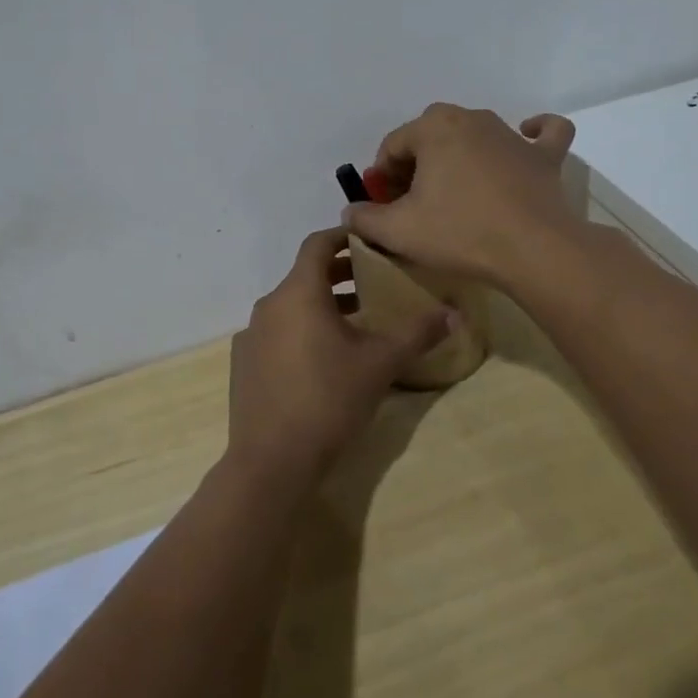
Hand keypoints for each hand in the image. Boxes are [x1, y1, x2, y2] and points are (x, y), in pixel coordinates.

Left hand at [226, 228, 450, 493]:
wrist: (272, 460)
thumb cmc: (329, 399)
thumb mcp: (381, 364)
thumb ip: (417, 334)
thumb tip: (454, 314)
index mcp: (298, 292)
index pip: (318, 244)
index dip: (343, 236)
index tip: (368, 240)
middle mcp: (269, 304)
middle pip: (305, 275)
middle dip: (339, 275)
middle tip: (373, 282)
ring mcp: (251, 334)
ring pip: (291, 305)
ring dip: (322, 305)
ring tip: (356, 324)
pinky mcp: (243, 362)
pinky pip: (277, 332)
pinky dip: (300, 331)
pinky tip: (322, 360)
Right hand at [343, 104, 578, 285]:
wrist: (532, 249)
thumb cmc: (459, 232)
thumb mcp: (398, 231)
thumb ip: (364, 218)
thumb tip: (351, 212)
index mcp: (433, 127)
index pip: (393, 146)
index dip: (382, 178)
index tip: (384, 207)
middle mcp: (471, 118)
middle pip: (430, 135)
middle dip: (417, 163)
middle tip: (414, 202)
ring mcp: (511, 134)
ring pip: (476, 134)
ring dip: (459, 155)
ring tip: (455, 192)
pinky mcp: (544, 155)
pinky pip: (542, 133)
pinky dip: (533, 133)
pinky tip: (525, 139)